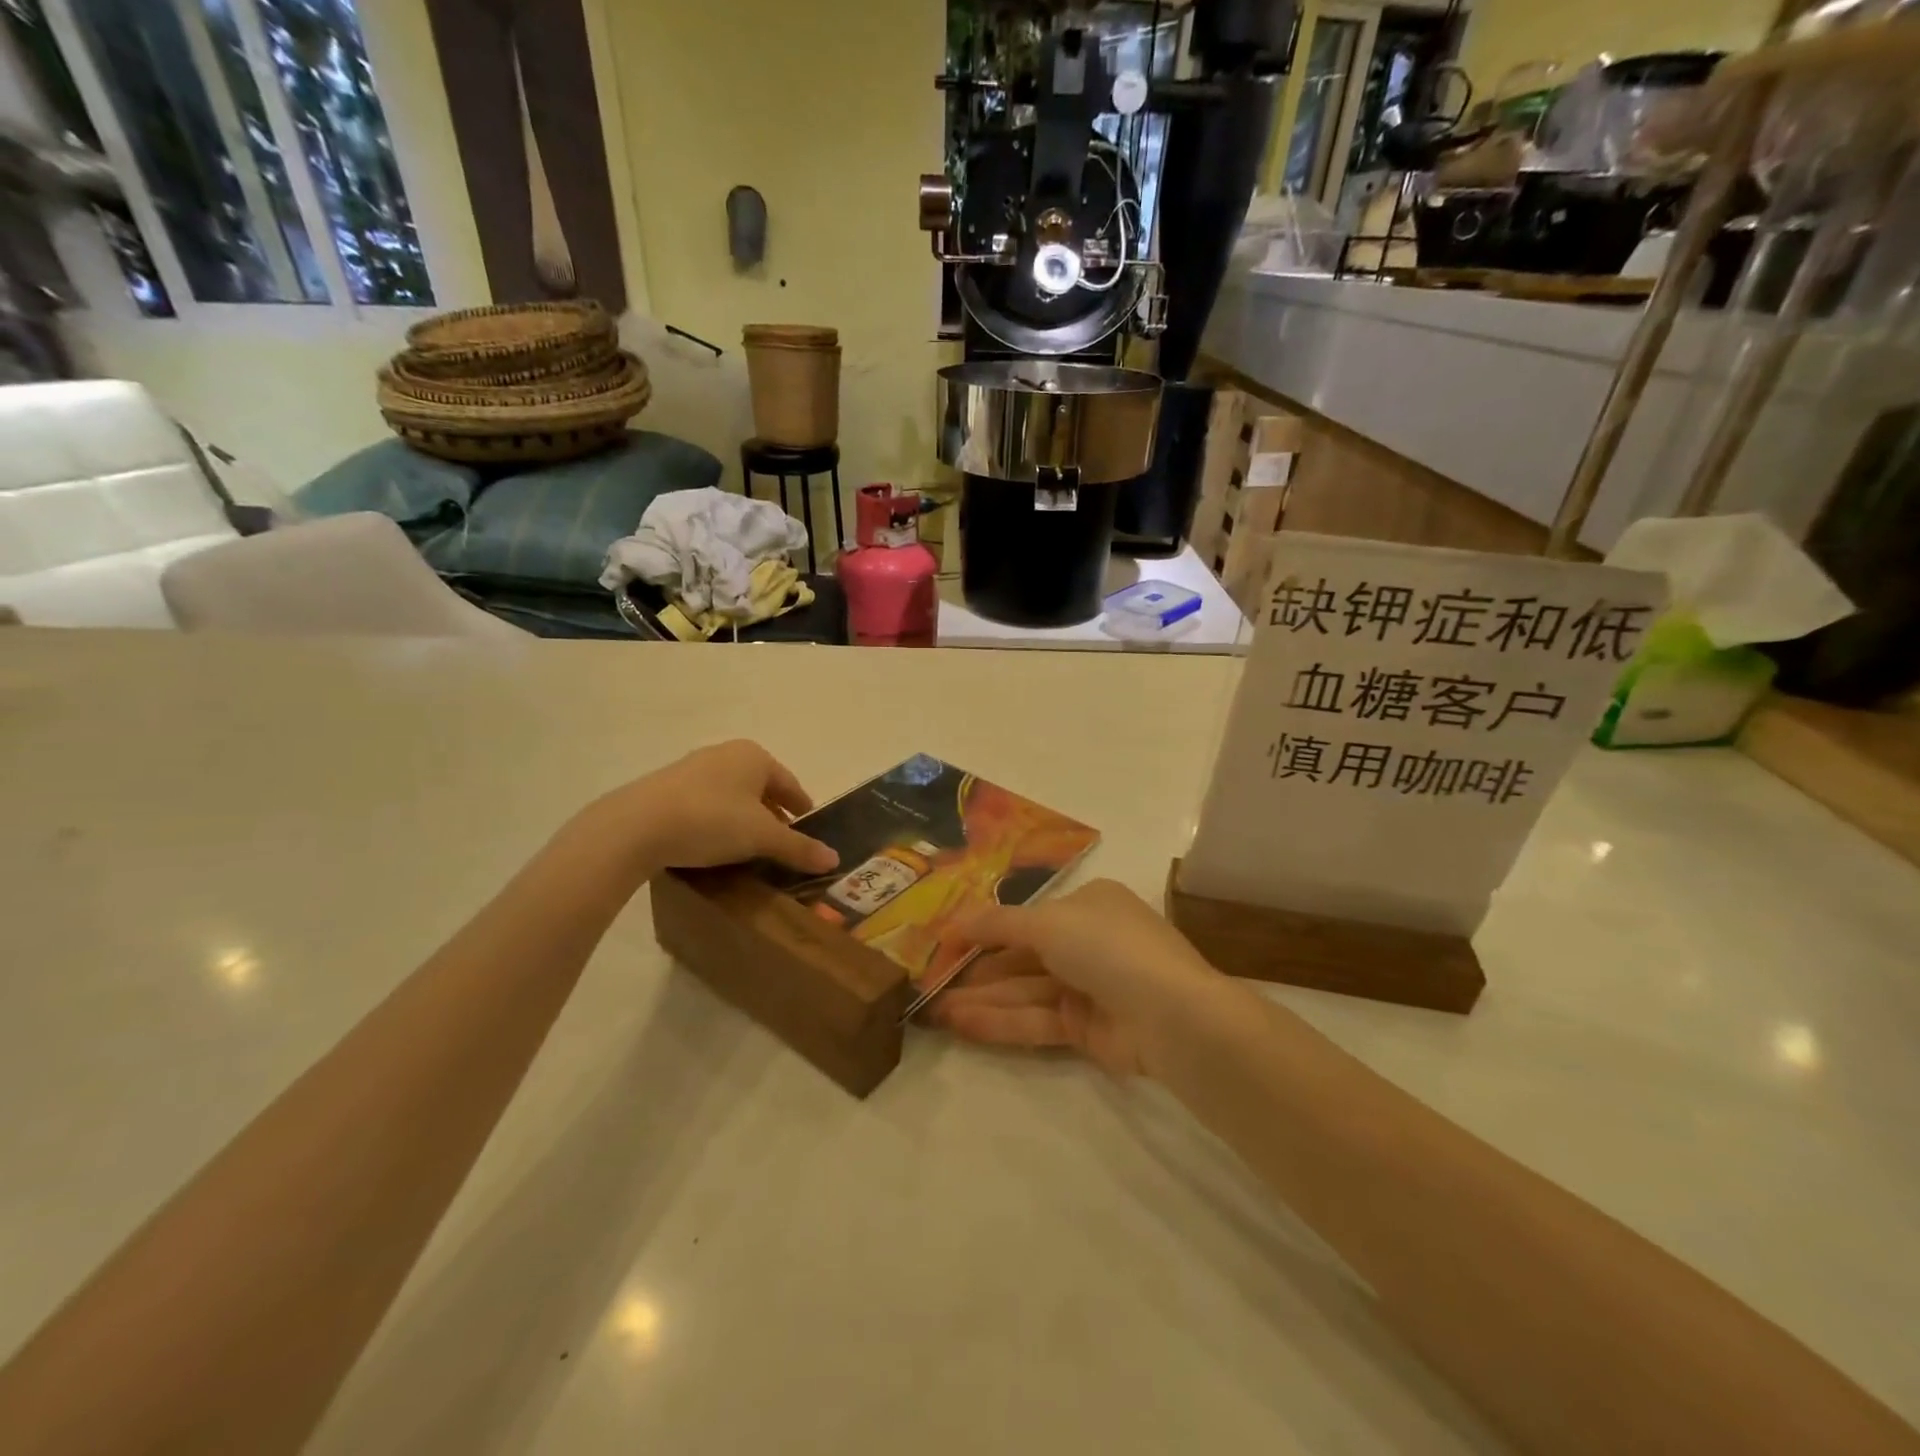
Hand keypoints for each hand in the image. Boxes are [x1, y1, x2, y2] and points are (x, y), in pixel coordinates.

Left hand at [581, 740, 839, 875]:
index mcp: (755, 756)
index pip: (790, 784)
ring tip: (748, 849)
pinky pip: (705, 804)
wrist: (635, 826)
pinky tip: (713, 845)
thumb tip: (834, 859)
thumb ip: (799, 848)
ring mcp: (692, 768)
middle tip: (781, 844)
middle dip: (772, 815)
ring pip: (732, 796)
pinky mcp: (666, 788)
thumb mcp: (762, 838)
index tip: (809, 829)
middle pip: (760, 788)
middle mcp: (726, 754)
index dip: (802, 808)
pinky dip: (717, 822)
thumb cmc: (712, 820)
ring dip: (744, 819)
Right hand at [923, 879, 1223, 1077]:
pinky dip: (1000, 1021)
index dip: (984, 928)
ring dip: (981, 999)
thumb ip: (997, 924)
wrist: (1171, 1015)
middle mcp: (1088, 941)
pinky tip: (961, 1024)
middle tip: (930, 982)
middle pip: (1022, 955)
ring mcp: (1089, 987)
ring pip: (1025, 990)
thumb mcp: (1046, 922)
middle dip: (977, 969)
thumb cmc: (1106, 947)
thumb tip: (953, 922)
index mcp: (1088, 904)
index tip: (943, 943)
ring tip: (934, 1010)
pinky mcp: (1087, 1029)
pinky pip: (1036, 1019)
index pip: (1026, 916)